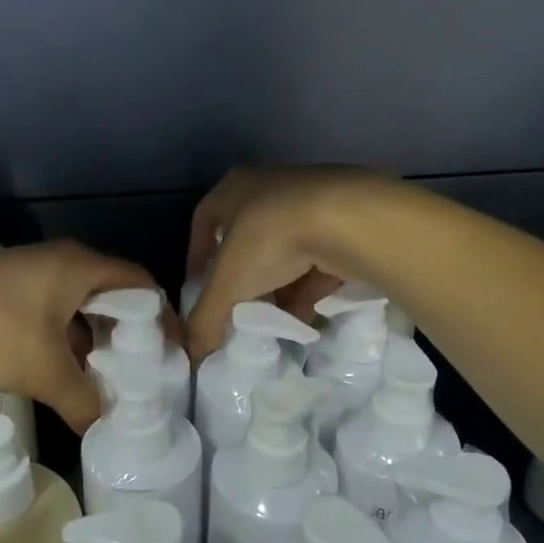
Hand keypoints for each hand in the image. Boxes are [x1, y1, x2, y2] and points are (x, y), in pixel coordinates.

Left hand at [0, 242, 157, 432]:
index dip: (161, 317)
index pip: (139, 284)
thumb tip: (101, 428)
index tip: (173, 355)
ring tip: (108, 389)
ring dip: (92, 348)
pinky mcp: (6, 302)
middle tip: (142, 378)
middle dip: (126, 338)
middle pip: (110, 299)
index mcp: (79, 266)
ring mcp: (30, 282)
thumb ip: (82, 400)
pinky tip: (67, 384)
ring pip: (77, 314)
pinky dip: (63, 349)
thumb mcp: (43, 370)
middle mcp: (60, 267)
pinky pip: (50, 323)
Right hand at [185, 165, 396, 361]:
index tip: (199, 286)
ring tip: (274, 319)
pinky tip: (305, 317)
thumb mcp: (228, 283)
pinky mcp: (344, 220)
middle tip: (239, 308)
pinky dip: (308, 287)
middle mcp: (270, 187)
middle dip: (242, 278)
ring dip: (277, 286)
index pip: (204, 220)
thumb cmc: (271, 238)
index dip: (198, 255)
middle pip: (246, 239)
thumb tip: (193, 355)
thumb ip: (206, 319)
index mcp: (234, 188)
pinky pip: (317, 258)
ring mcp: (310, 201)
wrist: (350, 220)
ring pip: (284, 250)